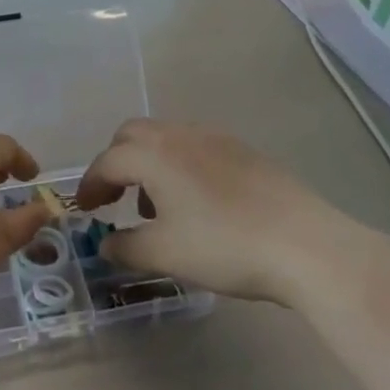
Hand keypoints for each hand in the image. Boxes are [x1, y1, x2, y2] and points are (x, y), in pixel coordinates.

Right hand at [73, 119, 378, 304]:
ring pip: (165, 137)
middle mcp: (180, 134)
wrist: (304, 243)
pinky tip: (196, 202)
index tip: (85, 210)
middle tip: (114, 199)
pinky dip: (178, 165)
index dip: (90, 185)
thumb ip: (126, 247)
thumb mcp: (165, 254)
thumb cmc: (224, 246)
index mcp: (154, 154)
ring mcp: (215, 138)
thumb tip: (106, 243)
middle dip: (116, 163)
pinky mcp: (243, 150)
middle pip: (132, 135)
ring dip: (148, 163)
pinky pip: (194, 146)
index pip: (108, 161)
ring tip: (156, 207)